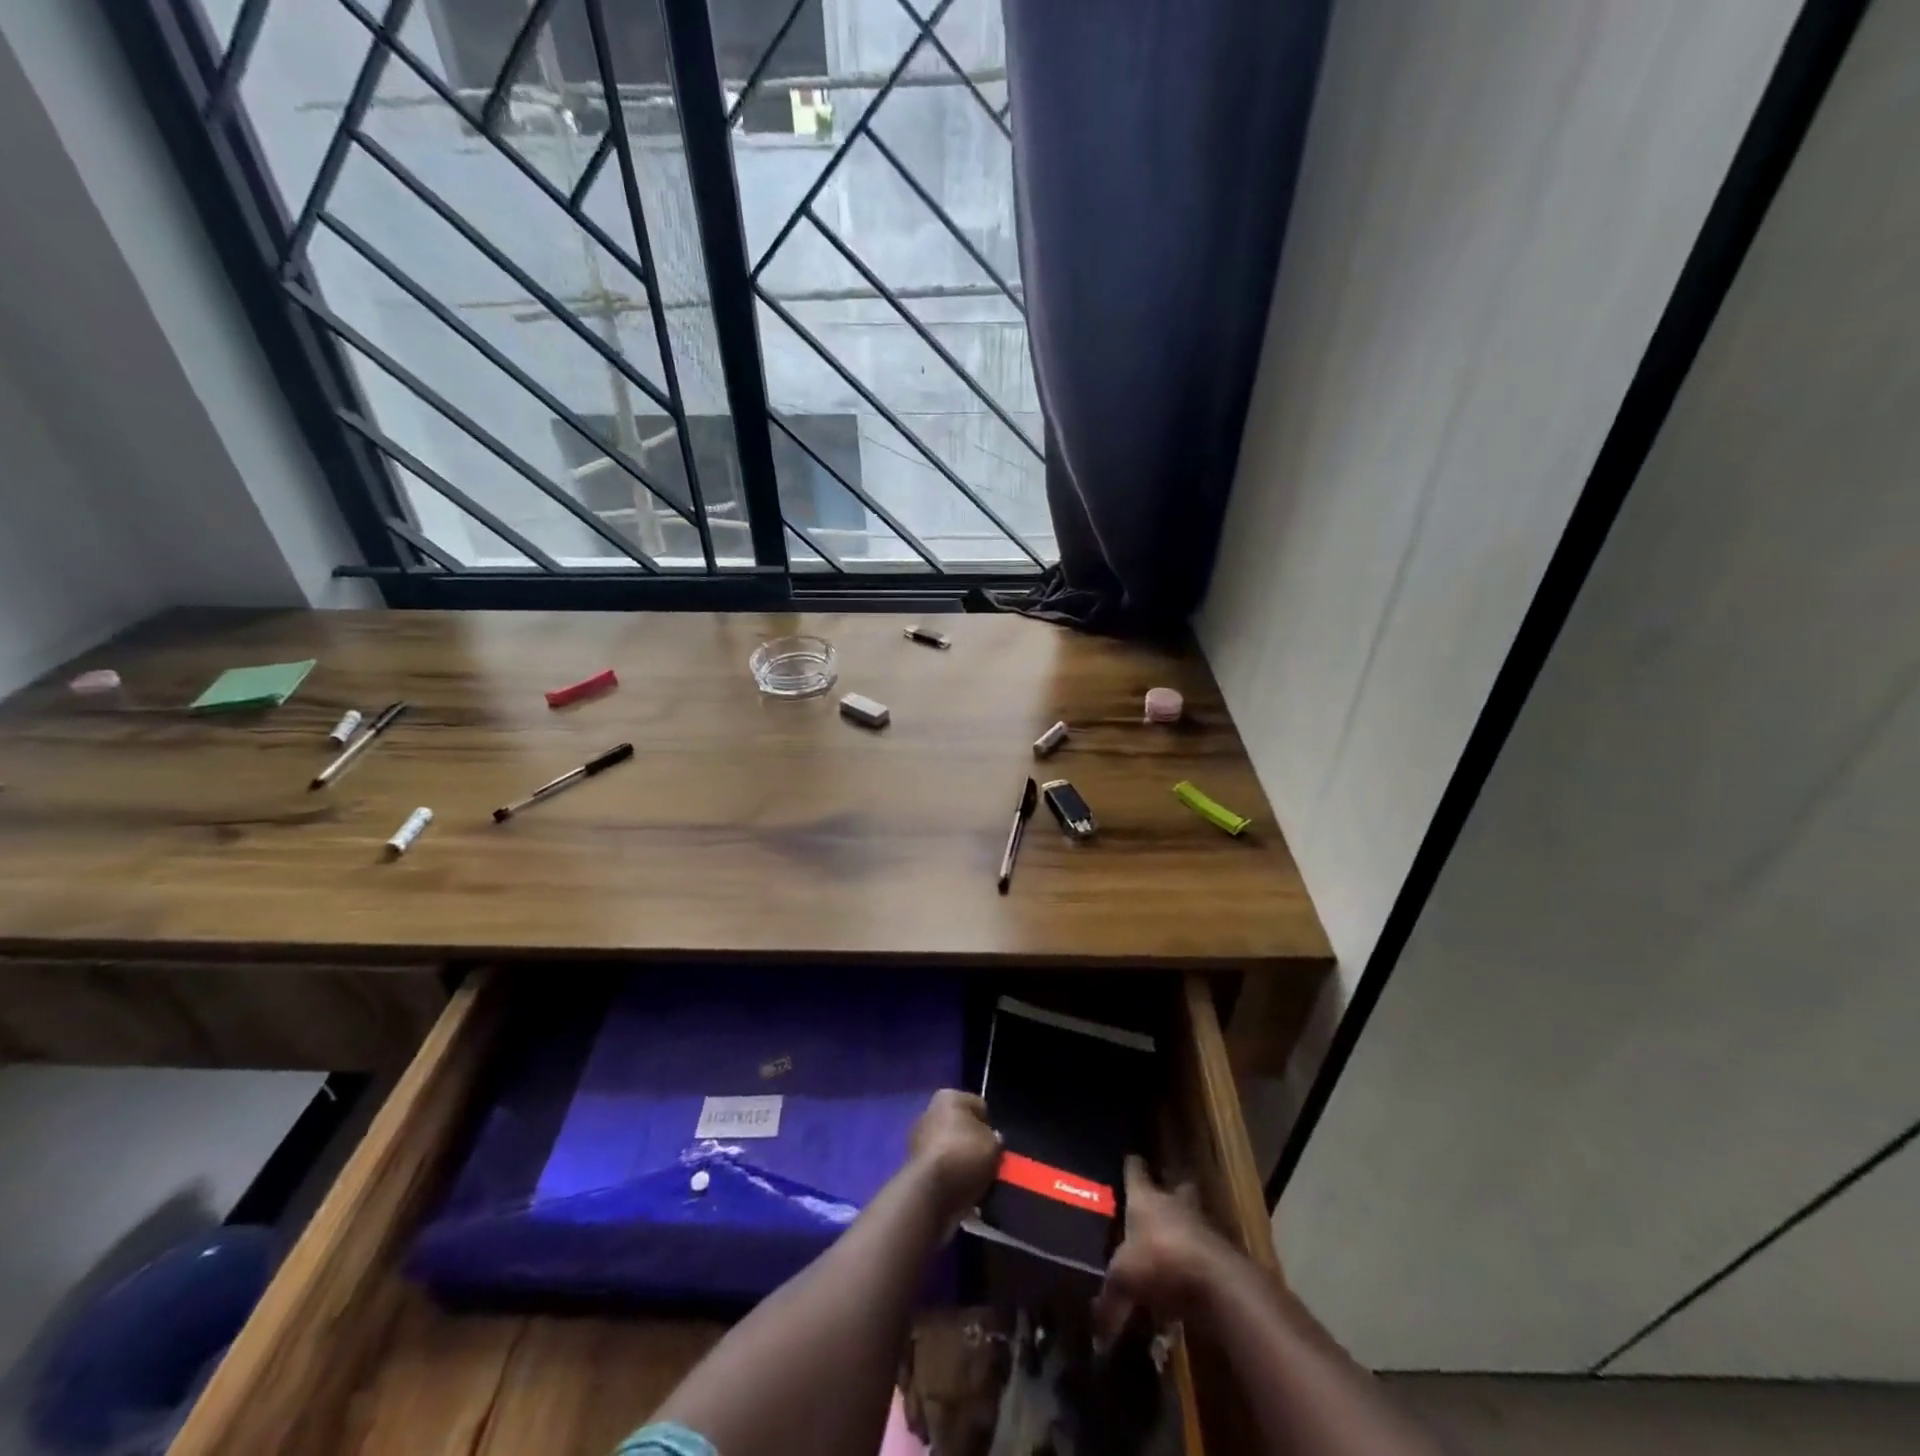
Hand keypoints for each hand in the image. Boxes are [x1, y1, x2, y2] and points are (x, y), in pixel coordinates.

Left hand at [908, 1090, 1000, 1222]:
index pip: (979, 1107)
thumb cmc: (964, 1156)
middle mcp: (929, 1110)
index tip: (995, 1145)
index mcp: (949, 1096)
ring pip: (950, 1147)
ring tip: (975, 1180)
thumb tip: (992, 1139)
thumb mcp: (993, 1145)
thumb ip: (995, 1139)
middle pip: (961, 1126)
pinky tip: (960, 1188)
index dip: (990, 1126)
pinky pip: (940, 1166)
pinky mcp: (912, 1164)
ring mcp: (918, 1138)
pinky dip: (949, 1175)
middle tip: (987, 1163)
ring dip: (960, 1160)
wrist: (929, 1192)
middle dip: (973, 1143)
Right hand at [1092, 1156, 1232, 1344]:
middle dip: (1170, 1193)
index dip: (1132, 1167)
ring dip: (1186, 1231)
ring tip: (1173, 1250)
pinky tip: (1189, 1284)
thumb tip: (1096, 1337)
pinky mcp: (1222, 1254)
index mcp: (1146, 1198)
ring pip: (1193, 1220)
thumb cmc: (1160, 1261)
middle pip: (1175, 1188)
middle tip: (1159, 1205)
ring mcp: (1202, 1226)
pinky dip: (1198, 1265)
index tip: (1129, 1162)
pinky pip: (1206, 1254)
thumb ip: (1109, 1303)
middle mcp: (1174, 1203)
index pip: (1136, 1171)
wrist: (1217, 1283)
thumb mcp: (1124, 1281)